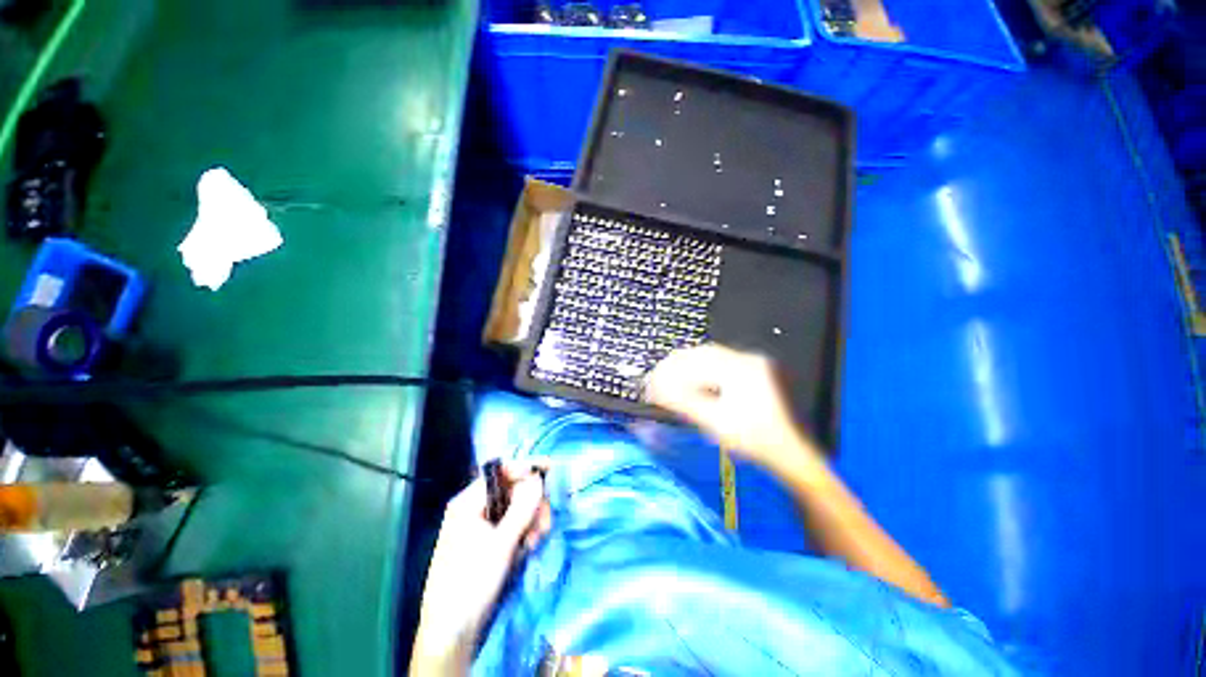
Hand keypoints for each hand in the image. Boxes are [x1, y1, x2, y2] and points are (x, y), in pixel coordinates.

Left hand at [411, 464, 551, 674]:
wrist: (450, 632)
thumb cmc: (471, 581)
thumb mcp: (501, 543)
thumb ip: (522, 508)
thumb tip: (538, 478)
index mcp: (468, 502)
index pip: (501, 472)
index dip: (526, 468)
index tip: (550, 469)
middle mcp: (473, 509)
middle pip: (511, 491)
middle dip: (531, 503)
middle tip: (544, 522)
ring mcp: (479, 526)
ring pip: (514, 509)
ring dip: (530, 521)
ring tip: (535, 541)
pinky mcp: (486, 543)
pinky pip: (510, 526)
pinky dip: (522, 533)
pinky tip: (527, 548)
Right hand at [644, 344, 822, 474]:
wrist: (788, 452)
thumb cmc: (754, 440)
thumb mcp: (715, 422)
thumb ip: (683, 403)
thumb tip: (656, 390)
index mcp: (740, 369)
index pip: (695, 362)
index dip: (670, 371)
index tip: (651, 382)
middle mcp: (746, 359)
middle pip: (700, 354)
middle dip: (674, 366)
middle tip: (654, 379)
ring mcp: (749, 364)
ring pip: (707, 357)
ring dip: (685, 367)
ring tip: (666, 379)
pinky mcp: (750, 371)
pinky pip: (717, 364)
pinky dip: (698, 371)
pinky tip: (687, 381)